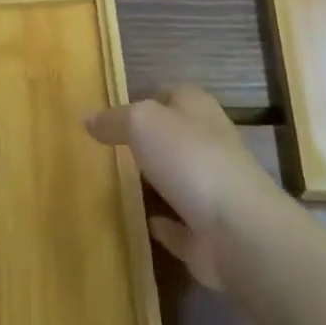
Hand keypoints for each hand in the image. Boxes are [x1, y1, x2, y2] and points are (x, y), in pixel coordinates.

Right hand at [85, 87, 283, 288]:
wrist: (237, 230)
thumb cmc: (189, 159)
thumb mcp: (142, 123)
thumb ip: (114, 119)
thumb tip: (87, 119)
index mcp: (197, 108)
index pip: (168, 92)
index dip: (141, 97)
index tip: (109, 113)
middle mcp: (208, 143)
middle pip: (171, 136)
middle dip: (144, 141)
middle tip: (103, 149)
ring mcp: (210, 189)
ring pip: (174, 179)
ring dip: (151, 183)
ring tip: (111, 184)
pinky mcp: (207, 232)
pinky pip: (177, 225)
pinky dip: (161, 224)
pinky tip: (138, 223)